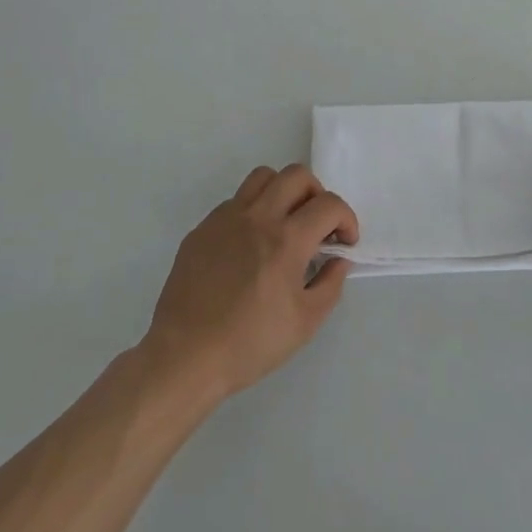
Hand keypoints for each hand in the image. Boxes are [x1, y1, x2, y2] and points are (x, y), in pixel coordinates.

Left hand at [141, 164, 357, 402]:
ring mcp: (226, 218)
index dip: (346, 219)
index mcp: (287, 240)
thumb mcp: (305, 323)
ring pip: (263, 177)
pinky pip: (235, 202)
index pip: (329, 205)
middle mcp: (258, 217)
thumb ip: (330, 284)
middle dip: (318, 195)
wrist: (185, 356)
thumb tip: (339, 259)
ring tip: (284, 222)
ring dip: (283, 192)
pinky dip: (253, 211)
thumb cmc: (249, 344)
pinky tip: (249, 245)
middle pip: (297, 175)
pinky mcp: (203, 228)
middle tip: (317, 225)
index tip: (344, 242)